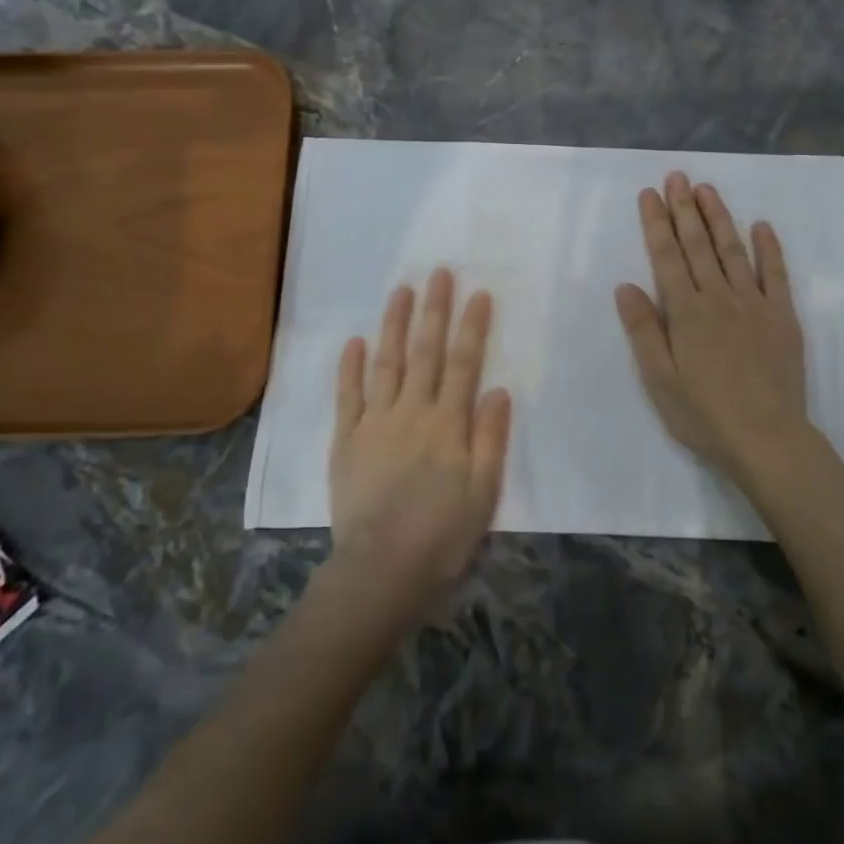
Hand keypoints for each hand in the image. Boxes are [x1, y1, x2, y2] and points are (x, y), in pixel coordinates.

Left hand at [330, 267, 511, 605]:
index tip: (478, 293)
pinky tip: (354, 341)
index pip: (464, 364)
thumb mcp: (483, 492)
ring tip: (400, 290)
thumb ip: (490, 438)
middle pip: (425, 353)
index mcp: (448, 425)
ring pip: (386, 363)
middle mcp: (411, 413)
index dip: (472, 327)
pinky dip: (350, 367)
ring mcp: (374, 423)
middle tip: (438, 273)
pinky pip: (348, 396)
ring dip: (393, 324)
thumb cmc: (442, 535)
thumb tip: (498, 389)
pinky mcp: (346, 440)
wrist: (381, 570)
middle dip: (433, 310)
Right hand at [614, 172, 811, 489]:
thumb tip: (626, 285)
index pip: (667, 257)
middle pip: (698, 245)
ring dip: (719, 218)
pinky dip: (769, 248)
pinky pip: (776, 274)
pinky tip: (761, 226)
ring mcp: (754, 304)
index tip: (650, 194)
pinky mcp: (782, 316)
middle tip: (677, 176)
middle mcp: (718, 297)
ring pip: (733, 250)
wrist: (767, 438)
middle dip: (684, 208)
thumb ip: (643, 329)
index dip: (657, 223)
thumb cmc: (703, 414)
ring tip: (707, 189)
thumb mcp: (659, 379)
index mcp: (685, 312)